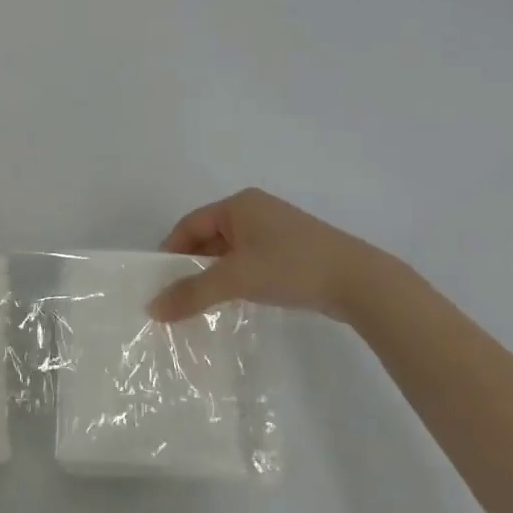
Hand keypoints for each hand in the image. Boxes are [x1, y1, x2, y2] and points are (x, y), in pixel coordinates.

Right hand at [147, 188, 408, 323]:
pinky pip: (251, 260)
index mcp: (238, 204)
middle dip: (191, 265)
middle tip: (176, 294)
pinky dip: (237, 277)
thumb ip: (192, 292)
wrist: (360, 281)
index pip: (190, 224)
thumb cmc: (291, 266)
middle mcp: (255, 210)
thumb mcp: (236, 279)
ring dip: (214, 273)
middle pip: (208, 236)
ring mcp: (276, 230)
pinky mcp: (292, 250)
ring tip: (202, 301)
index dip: (170, 251)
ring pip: (230, 250)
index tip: (158, 281)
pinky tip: (235, 299)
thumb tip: (153, 308)